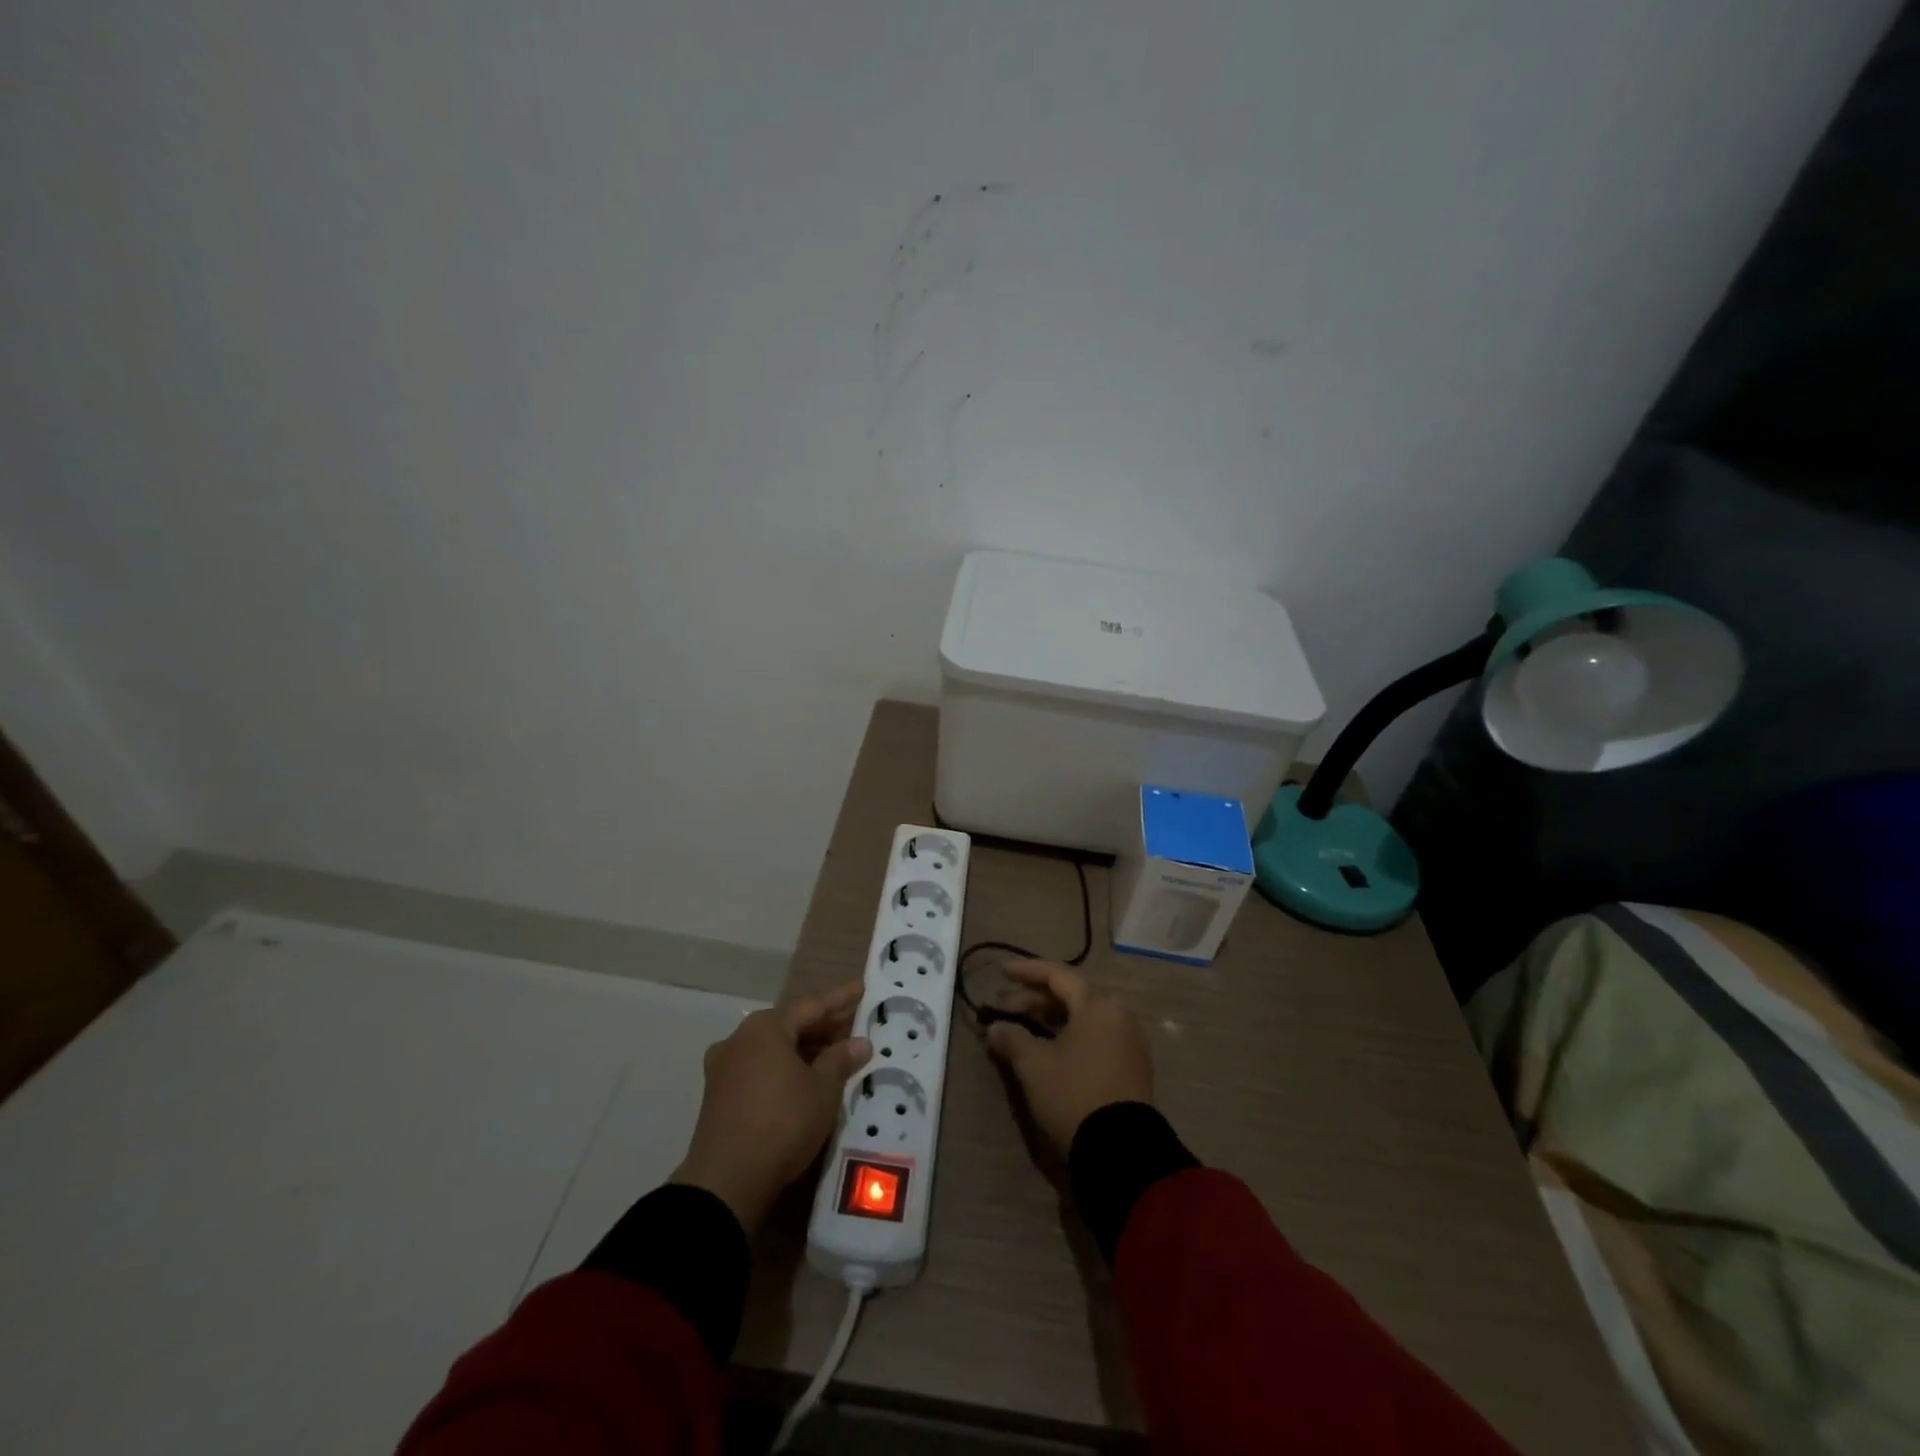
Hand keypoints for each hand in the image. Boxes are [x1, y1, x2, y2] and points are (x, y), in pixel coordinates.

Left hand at [672, 982, 871, 1234]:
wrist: (726, 1182)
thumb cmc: (782, 1122)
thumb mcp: (822, 1090)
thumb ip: (841, 1060)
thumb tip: (860, 1042)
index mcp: (765, 1027)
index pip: (812, 1005)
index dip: (840, 998)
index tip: (861, 988)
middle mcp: (740, 1039)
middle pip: (789, 1025)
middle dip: (822, 1027)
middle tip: (853, 1026)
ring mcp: (724, 1068)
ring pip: (774, 1049)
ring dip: (804, 1050)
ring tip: (834, 1056)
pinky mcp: (718, 1096)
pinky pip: (760, 1069)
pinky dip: (784, 1068)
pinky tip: (803, 1081)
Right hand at [984, 959, 1152, 1158]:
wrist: (1121, 1151)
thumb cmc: (1073, 1094)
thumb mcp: (1034, 1065)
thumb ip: (1012, 1038)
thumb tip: (995, 1027)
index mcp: (1097, 1004)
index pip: (1057, 975)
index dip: (1026, 971)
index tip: (1001, 972)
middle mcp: (1118, 1014)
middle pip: (1071, 995)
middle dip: (1035, 998)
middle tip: (1004, 1006)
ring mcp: (1128, 1041)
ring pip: (1083, 1017)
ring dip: (1051, 1018)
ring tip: (1021, 1026)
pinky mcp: (1131, 1066)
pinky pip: (1095, 1036)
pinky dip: (1069, 1034)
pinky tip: (1048, 1047)